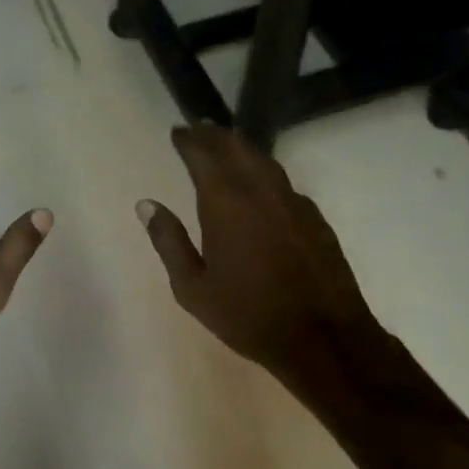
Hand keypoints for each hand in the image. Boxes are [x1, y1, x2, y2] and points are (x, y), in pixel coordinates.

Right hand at [137, 124, 391, 398]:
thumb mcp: (192, 287)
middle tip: (199, 131)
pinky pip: (283, 183)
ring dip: (242, 149)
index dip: (189, 140)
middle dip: (215, 136)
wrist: (323, 337)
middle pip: (237, 147)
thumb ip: (168, 241)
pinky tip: (260, 188)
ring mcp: (293, 201)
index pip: (204, 154)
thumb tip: (146, 204)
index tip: (177, 132)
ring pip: (264, 161)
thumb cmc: (247, 314)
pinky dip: (264, 174)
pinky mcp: (315, 218)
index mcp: (226, 202)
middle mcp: (261, 190)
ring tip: (226, 148)